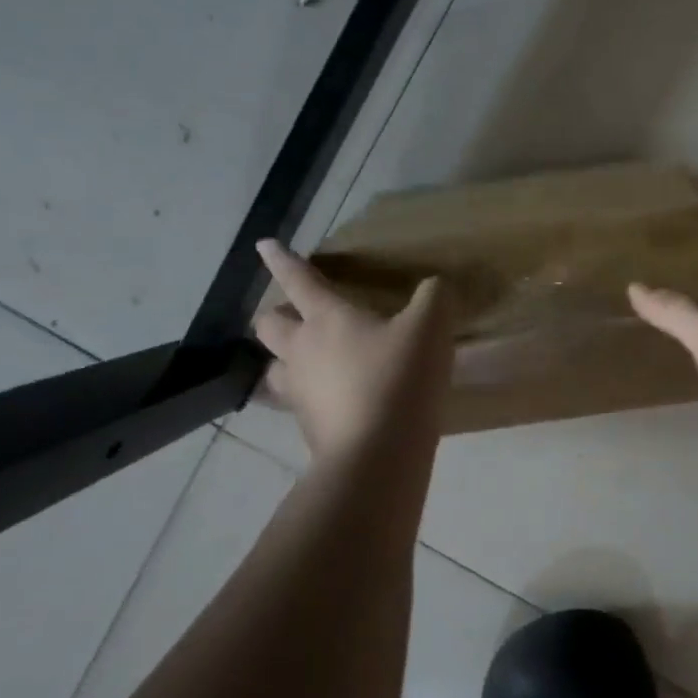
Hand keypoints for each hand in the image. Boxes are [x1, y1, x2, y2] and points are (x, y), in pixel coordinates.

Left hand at [251, 239, 454, 458]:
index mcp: (327, 318)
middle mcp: (302, 351)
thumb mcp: (430, 327)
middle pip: (269, 325)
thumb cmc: (399, 378)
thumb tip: (434, 285)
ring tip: (305, 362)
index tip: (264, 244)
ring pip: (274, 368)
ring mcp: (299, 392)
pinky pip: (297, 403)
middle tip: (297, 316)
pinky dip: (309, 396)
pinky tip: (334, 400)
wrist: (377, 453)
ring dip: (284, 359)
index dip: (281, 260)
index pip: (298, 280)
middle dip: (277, 315)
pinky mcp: (307, 427)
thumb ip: (433, 297)